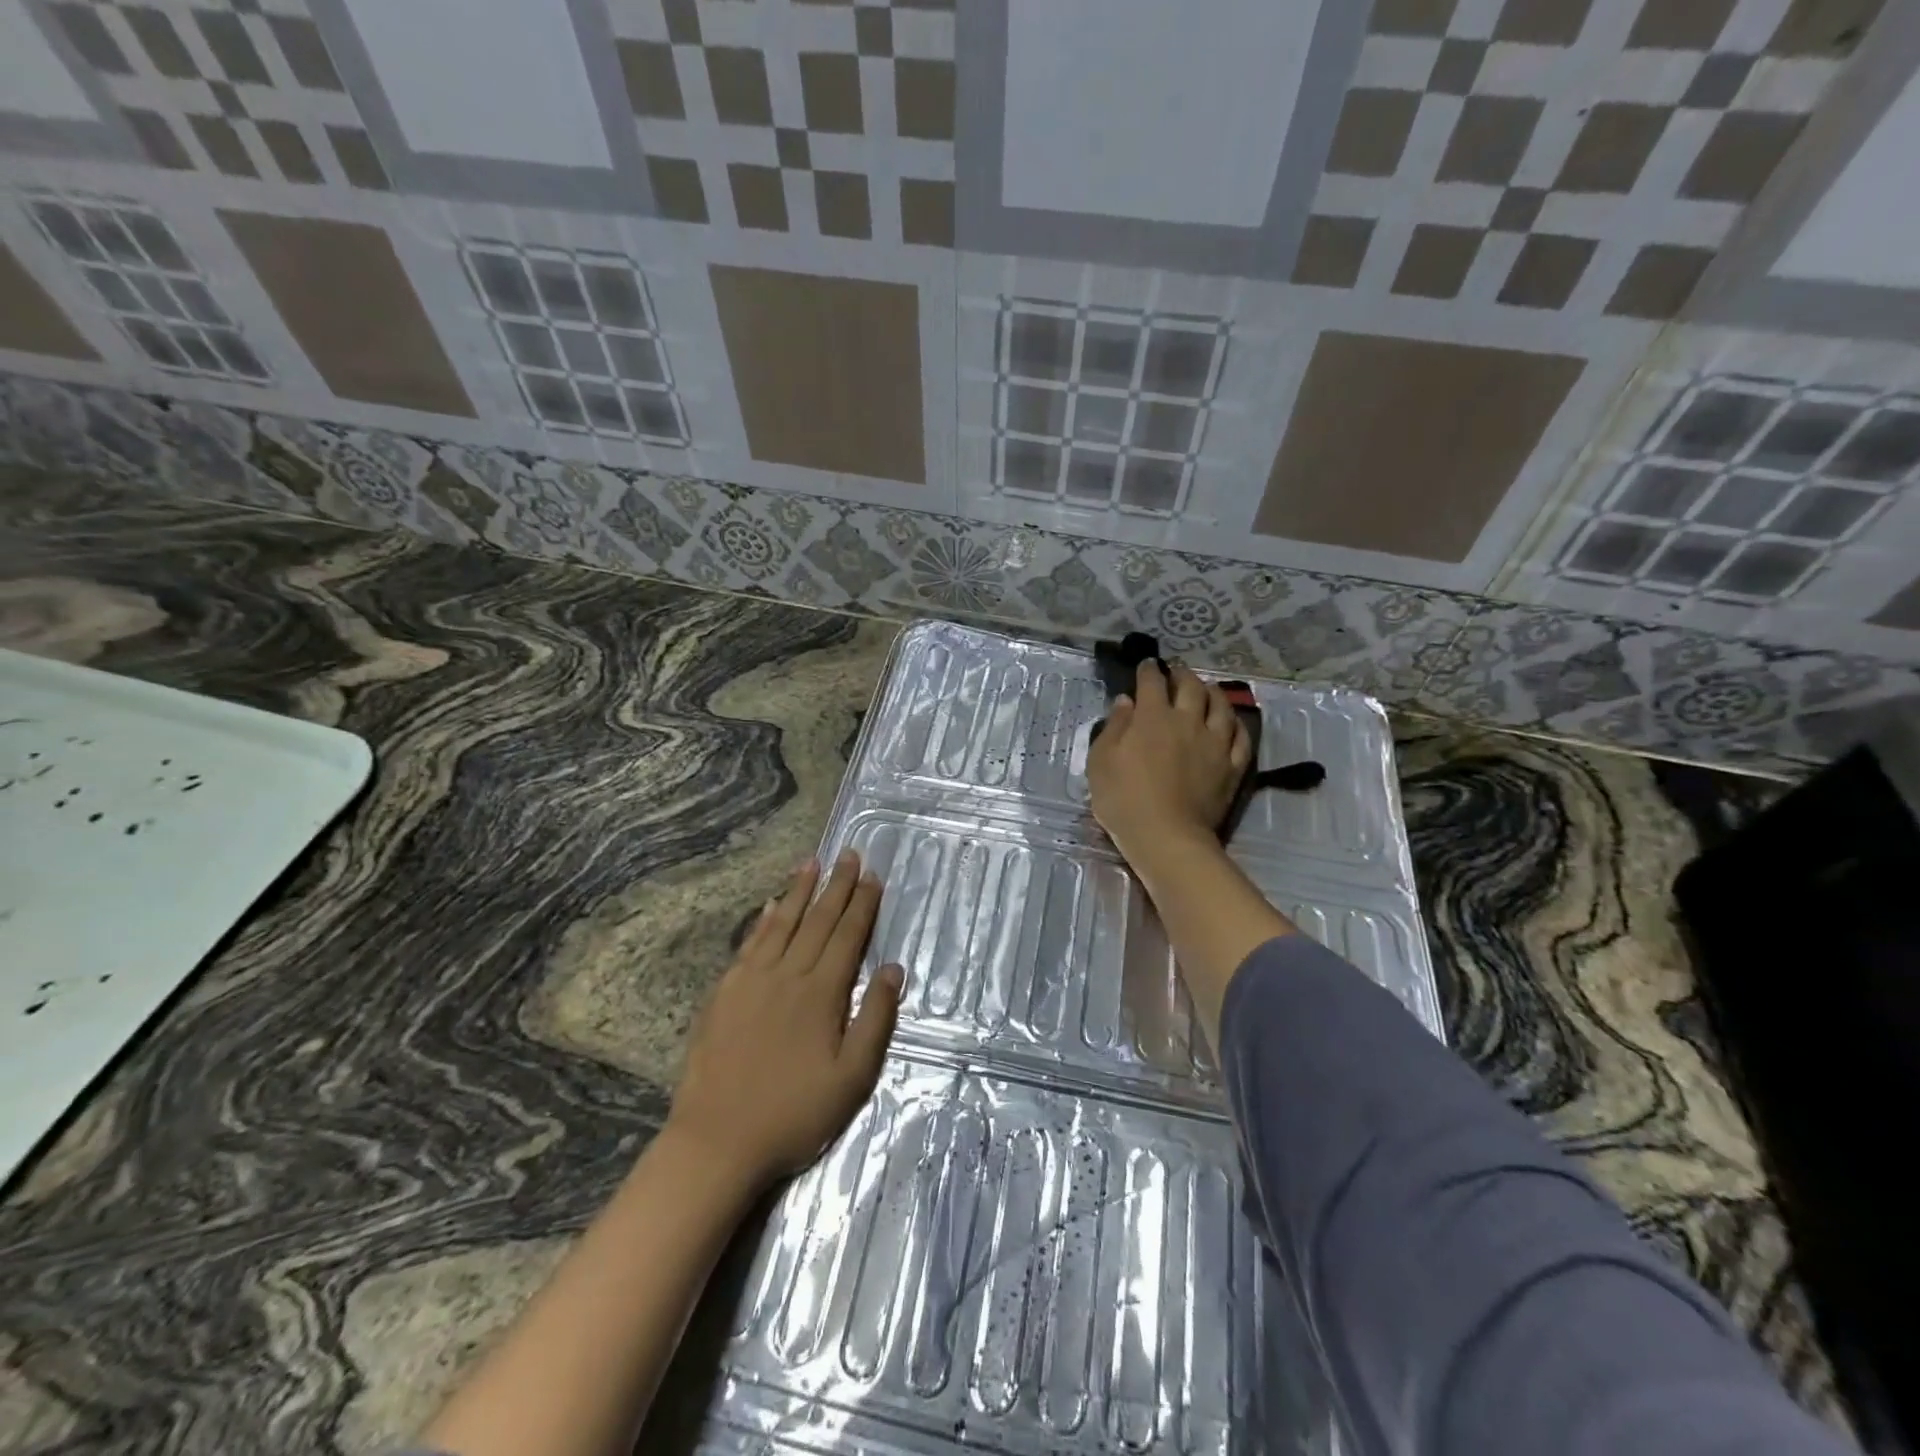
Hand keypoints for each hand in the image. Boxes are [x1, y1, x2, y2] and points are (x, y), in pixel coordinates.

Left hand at [668, 852, 902, 1189]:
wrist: (716, 1142)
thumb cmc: (793, 1114)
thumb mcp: (852, 1078)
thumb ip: (876, 1020)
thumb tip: (894, 969)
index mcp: (821, 994)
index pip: (848, 937)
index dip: (862, 905)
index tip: (873, 876)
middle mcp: (788, 975)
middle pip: (817, 920)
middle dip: (837, 885)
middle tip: (849, 854)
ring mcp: (751, 981)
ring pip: (782, 923)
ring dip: (799, 891)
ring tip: (812, 862)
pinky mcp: (724, 993)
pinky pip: (750, 944)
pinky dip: (764, 920)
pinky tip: (771, 906)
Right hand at [1088, 660, 1250, 867]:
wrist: (1166, 837)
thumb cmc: (1123, 799)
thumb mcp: (1101, 761)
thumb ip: (1114, 727)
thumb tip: (1126, 701)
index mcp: (1152, 717)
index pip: (1152, 682)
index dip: (1148, 670)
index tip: (1147, 665)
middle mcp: (1187, 721)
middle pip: (1191, 686)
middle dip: (1182, 674)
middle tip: (1176, 673)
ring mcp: (1215, 743)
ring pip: (1221, 706)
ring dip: (1212, 692)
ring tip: (1207, 689)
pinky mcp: (1232, 766)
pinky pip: (1241, 737)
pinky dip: (1235, 724)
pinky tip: (1230, 723)